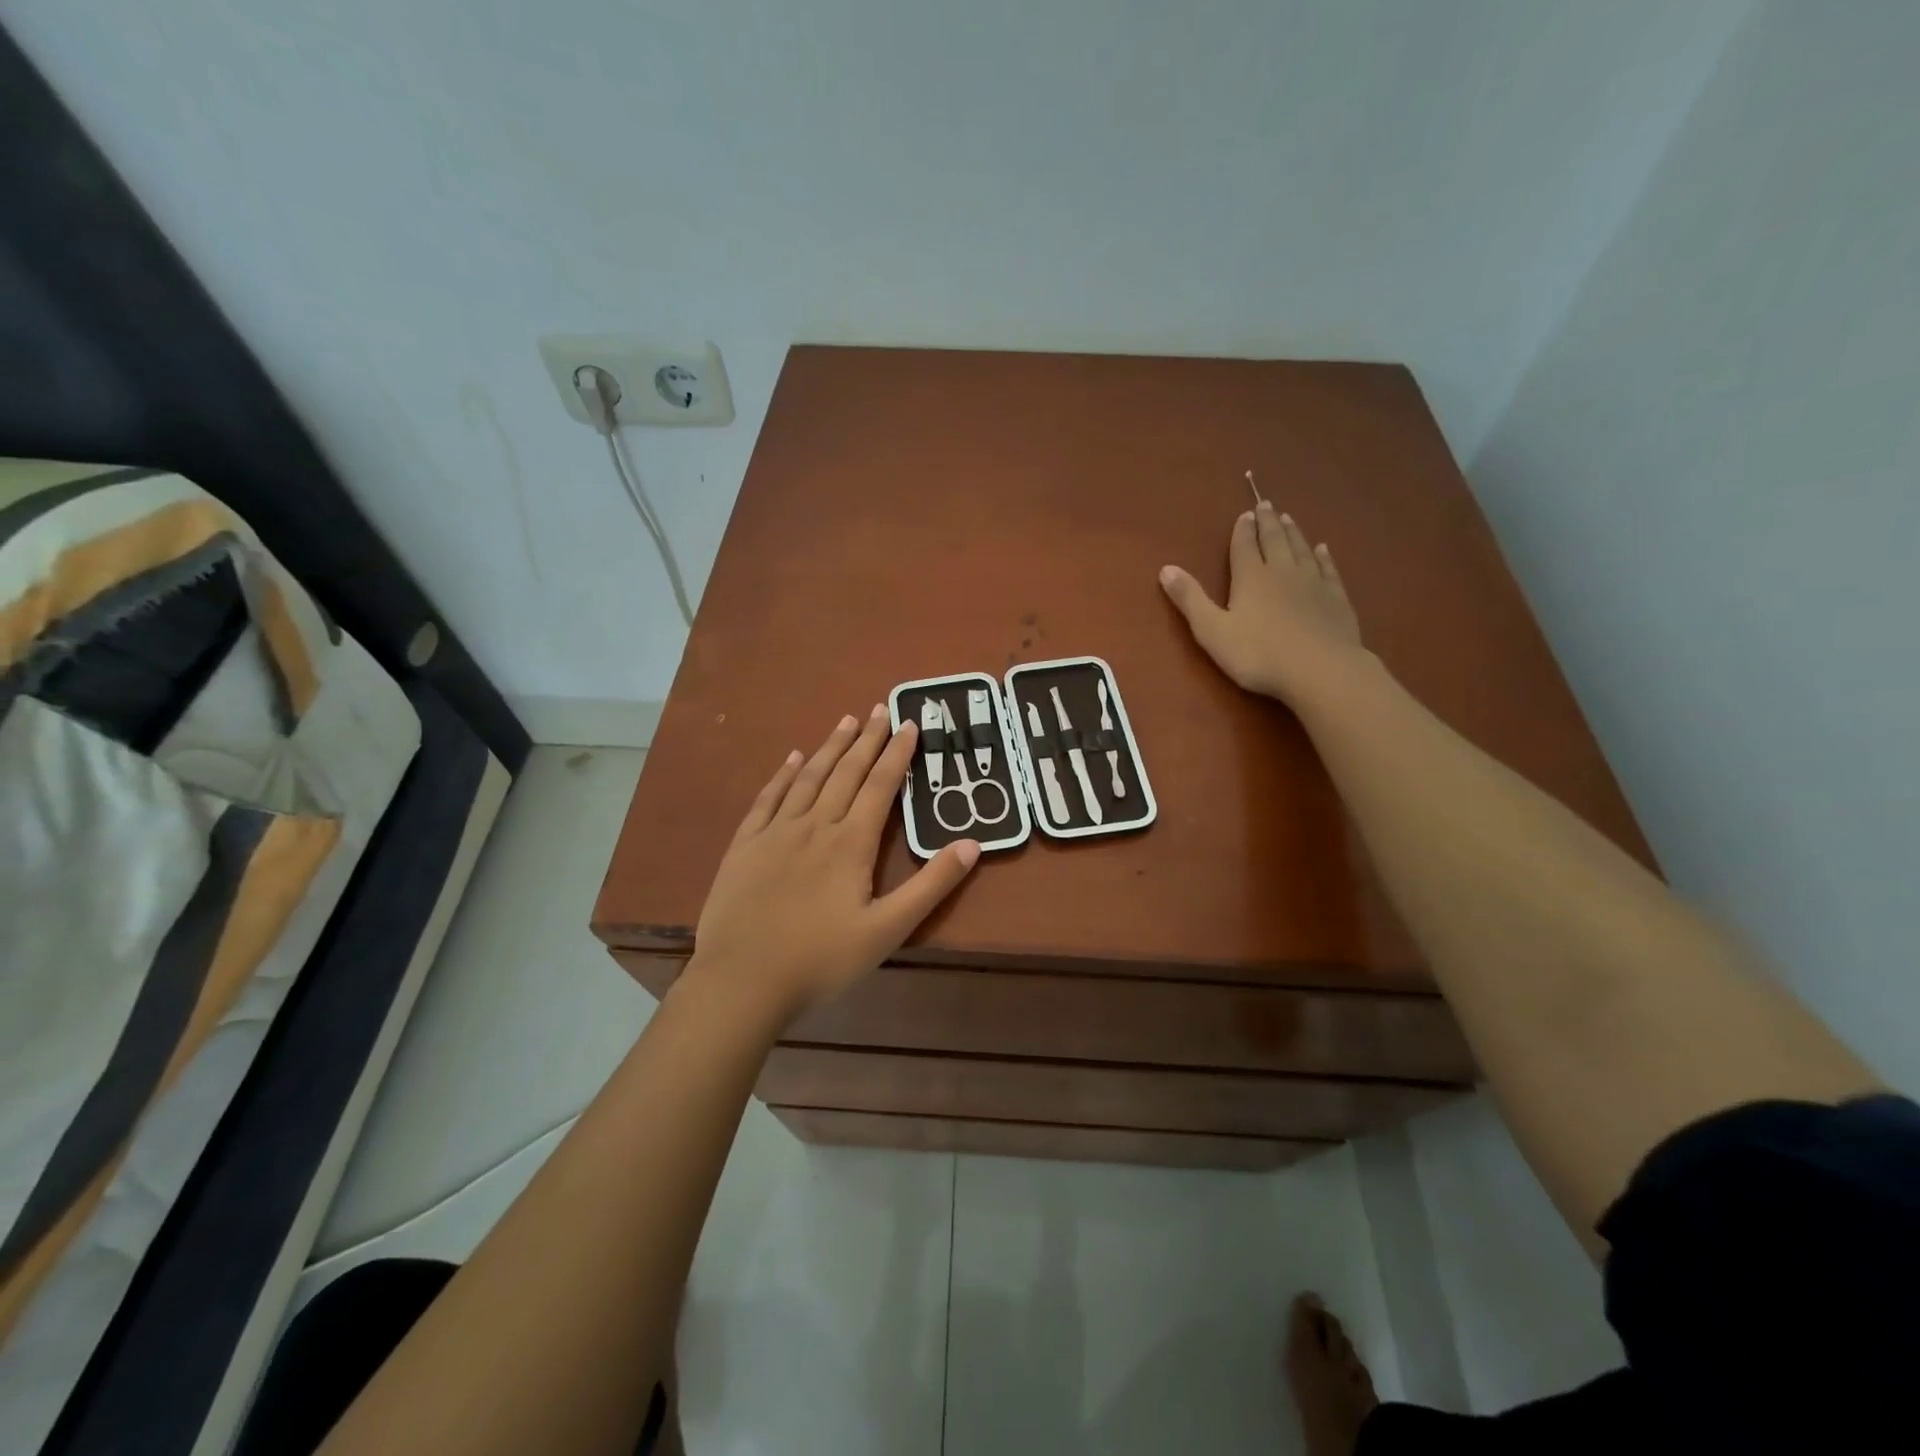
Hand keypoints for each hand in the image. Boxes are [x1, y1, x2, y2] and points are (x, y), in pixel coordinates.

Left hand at [688, 705, 979, 1023]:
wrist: (742, 981)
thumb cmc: (821, 960)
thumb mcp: (888, 930)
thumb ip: (931, 886)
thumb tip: (972, 844)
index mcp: (851, 843)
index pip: (880, 786)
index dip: (897, 753)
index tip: (909, 723)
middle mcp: (815, 825)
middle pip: (846, 772)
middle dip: (867, 740)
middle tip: (881, 708)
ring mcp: (775, 832)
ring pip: (808, 778)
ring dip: (830, 747)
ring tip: (846, 721)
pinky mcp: (745, 846)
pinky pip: (767, 799)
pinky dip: (782, 775)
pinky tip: (792, 758)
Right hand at [1159, 500, 1367, 706]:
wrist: (1320, 670)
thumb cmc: (1258, 654)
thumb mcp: (1212, 630)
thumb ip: (1190, 599)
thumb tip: (1166, 568)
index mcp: (1251, 578)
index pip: (1244, 546)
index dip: (1242, 530)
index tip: (1244, 514)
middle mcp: (1282, 571)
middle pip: (1274, 540)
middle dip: (1268, 522)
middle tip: (1266, 504)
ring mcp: (1313, 583)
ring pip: (1301, 549)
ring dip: (1293, 532)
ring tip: (1288, 518)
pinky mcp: (1336, 598)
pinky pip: (1328, 569)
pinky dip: (1324, 556)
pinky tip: (1323, 549)